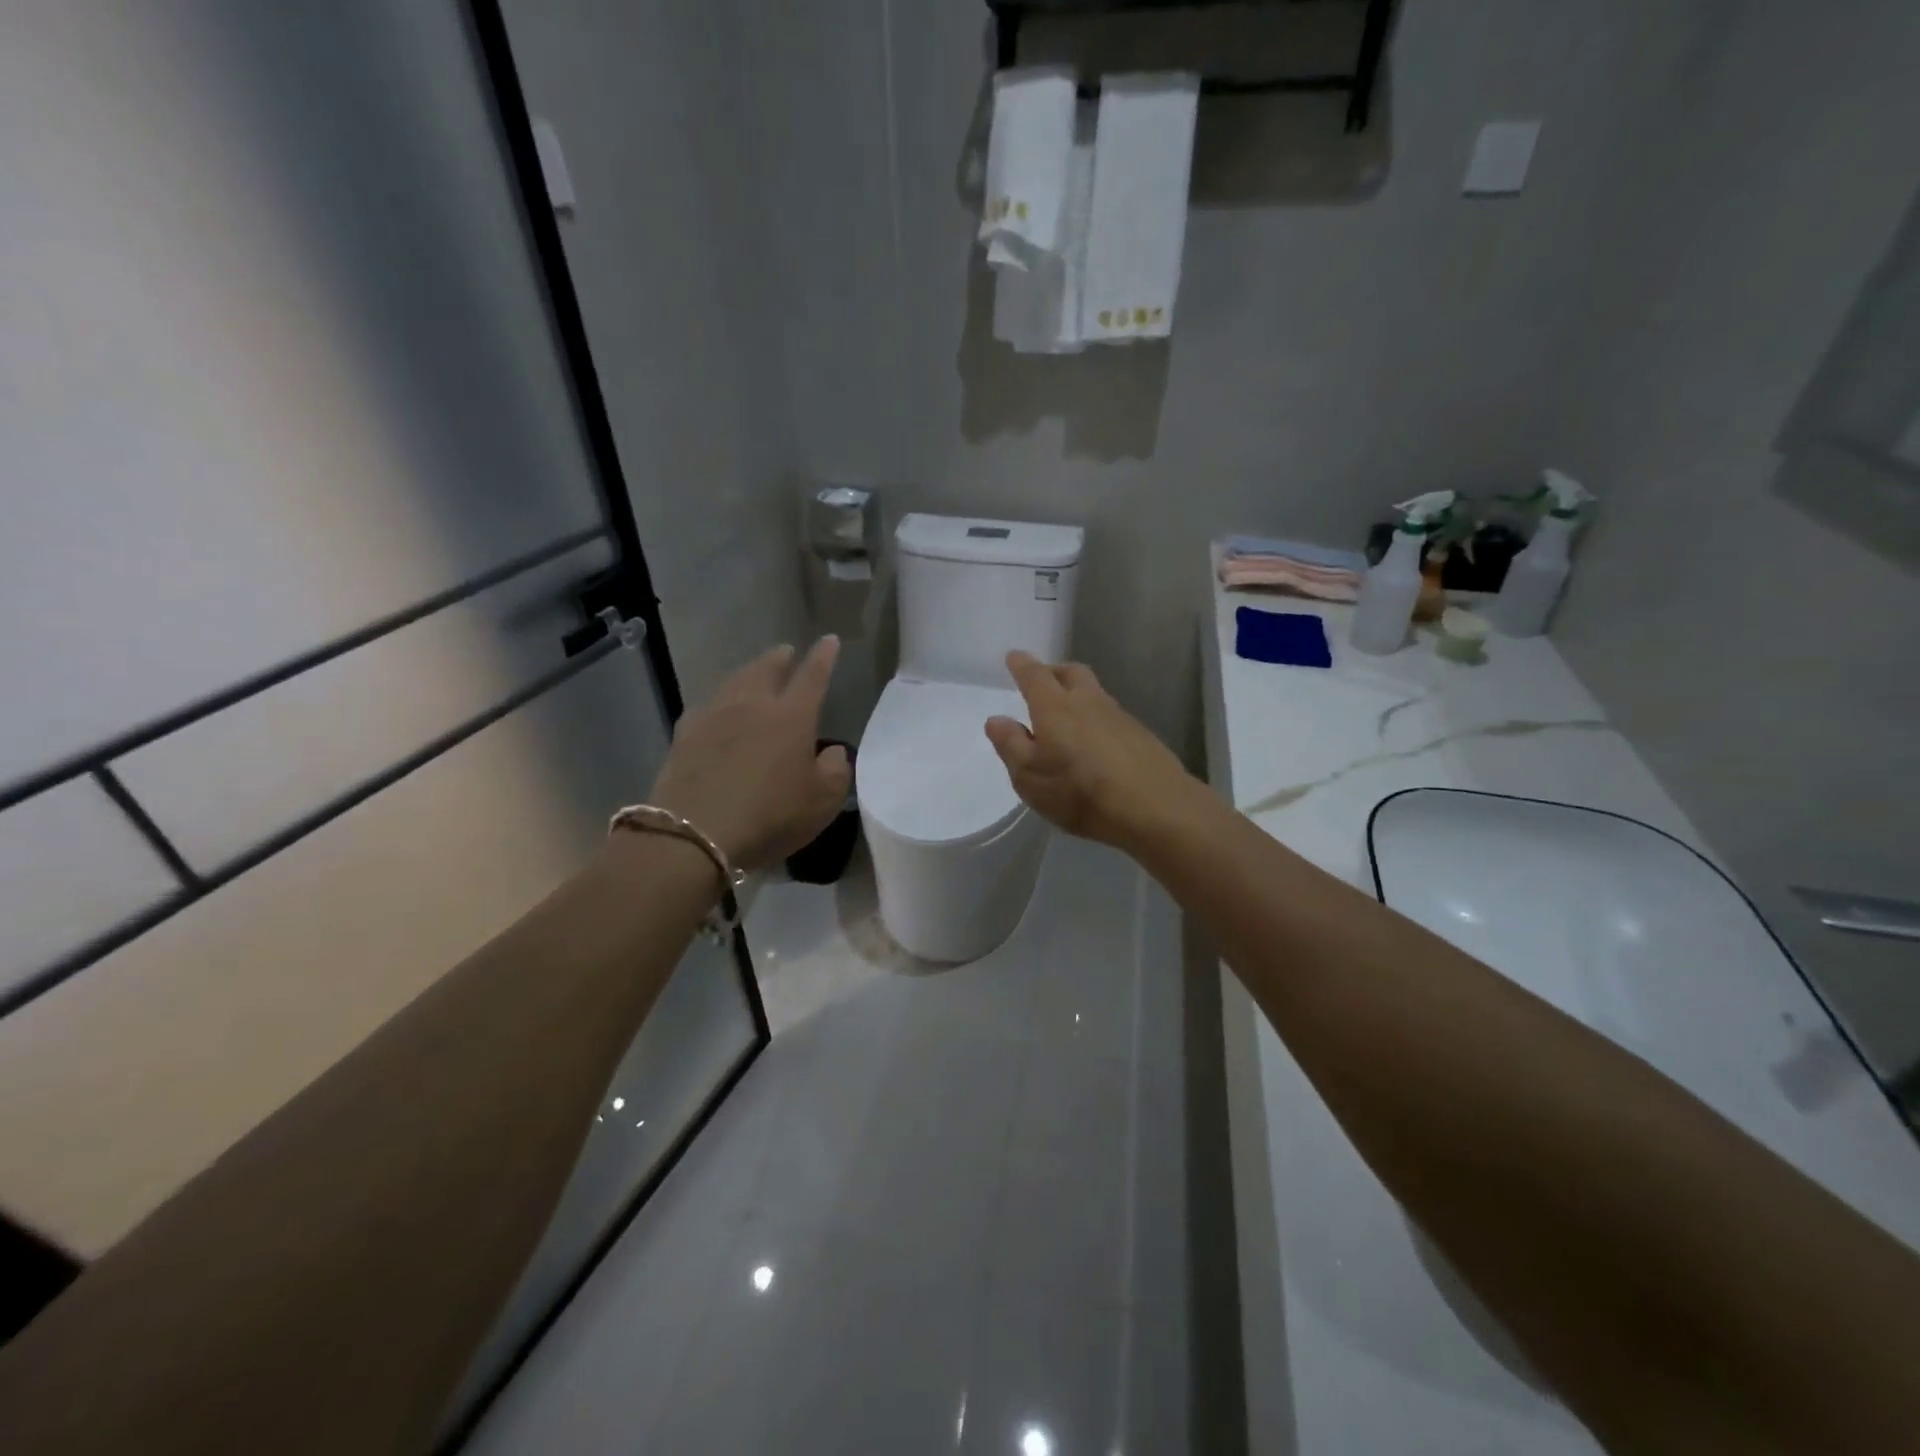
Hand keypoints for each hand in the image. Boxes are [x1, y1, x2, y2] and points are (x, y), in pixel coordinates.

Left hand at [646, 638, 850, 871]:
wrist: (695, 833)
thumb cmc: (771, 816)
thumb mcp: (822, 802)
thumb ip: (836, 771)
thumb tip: (833, 752)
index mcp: (791, 716)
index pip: (813, 676)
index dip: (823, 657)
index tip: (829, 640)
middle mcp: (752, 705)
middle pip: (766, 669)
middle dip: (780, 658)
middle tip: (786, 652)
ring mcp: (713, 716)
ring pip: (734, 681)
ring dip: (748, 673)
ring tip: (754, 673)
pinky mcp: (684, 735)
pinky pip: (706, 706)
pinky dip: (719, 702)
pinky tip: (716, 710)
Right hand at [984, 650, 1196, 850]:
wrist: (1153, 806)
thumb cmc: (1079, 792)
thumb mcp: (1030, 777)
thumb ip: (1011, 745)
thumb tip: (996, 719)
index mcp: (1055, 707)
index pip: (1035, 675)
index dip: (1022, 665)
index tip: (1014, 657)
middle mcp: (1088, 701)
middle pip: (1070, 673)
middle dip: (1054, 672)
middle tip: (1042, 681)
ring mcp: (1119, 716)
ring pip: (1094, 693)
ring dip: (1079, 695)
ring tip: (1068, 715)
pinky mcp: (1141, 734)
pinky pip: (1112, 715)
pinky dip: (1097, 719)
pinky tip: (1096, 742)